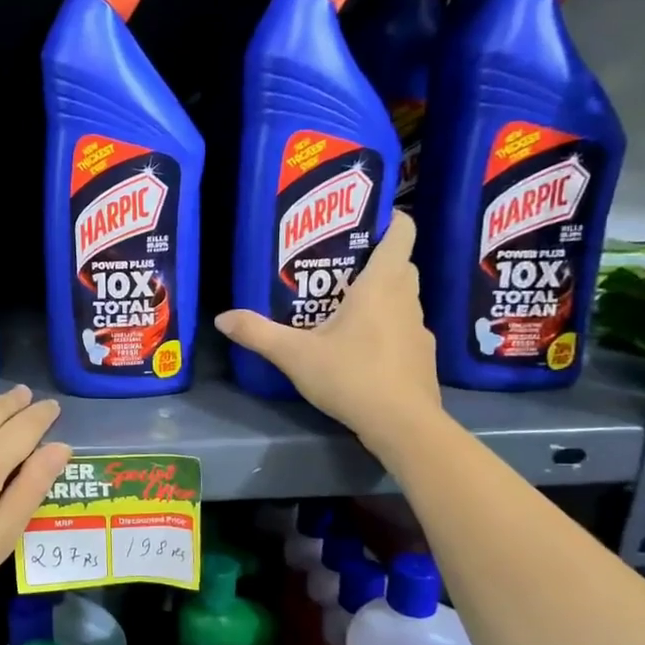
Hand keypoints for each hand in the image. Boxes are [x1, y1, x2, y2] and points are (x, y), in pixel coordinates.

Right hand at [215, 210, 442, 451]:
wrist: (403, 425)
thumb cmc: (351, 376)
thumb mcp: (294, 355)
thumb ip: (258, 333)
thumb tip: (222, 318)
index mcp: (381, 285)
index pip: (402, 233)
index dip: (390, 219)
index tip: (365, 220)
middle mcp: (406, 299)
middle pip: (400, 264)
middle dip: (375, 260)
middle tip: (338, 267)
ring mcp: (420, 329)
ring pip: (403, 298)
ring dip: (381, 296)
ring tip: (344, 308)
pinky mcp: (423, 357)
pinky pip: (405, 329)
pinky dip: (388, 329)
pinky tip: (362, 349)